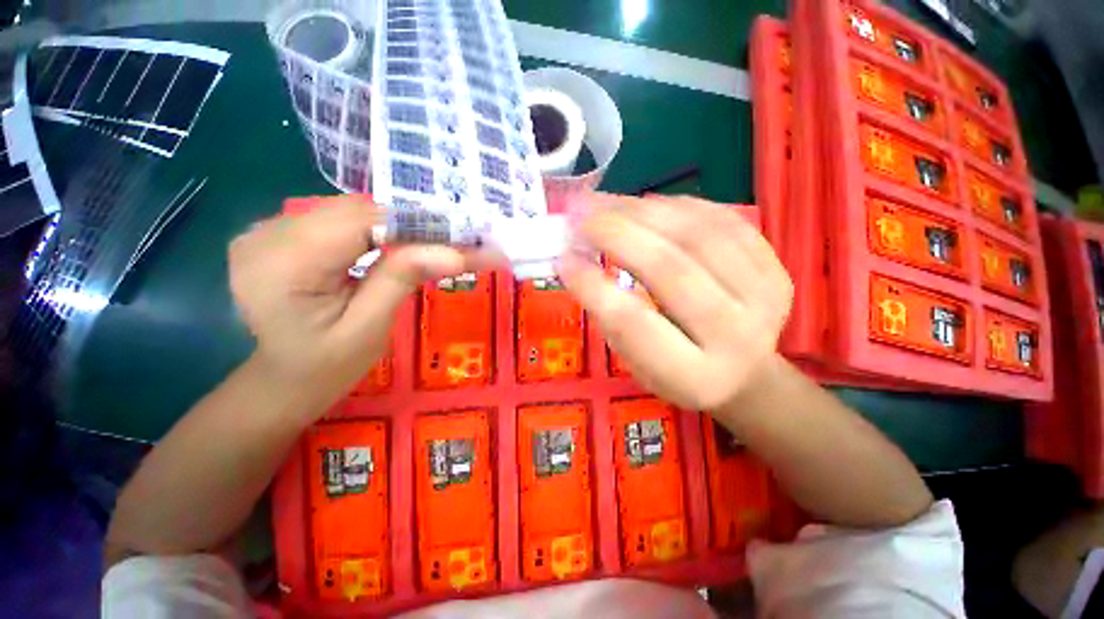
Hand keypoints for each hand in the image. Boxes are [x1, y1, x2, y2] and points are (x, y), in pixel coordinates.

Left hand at [229, 196, 483, 406]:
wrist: (286, 380)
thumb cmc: (328, 365)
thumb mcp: (370, 327)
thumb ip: (403, 280)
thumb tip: (455, 252)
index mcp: (283, 265)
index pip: (358, 221)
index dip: (412, 222)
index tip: (458, 234)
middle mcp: (266, 236)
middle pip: (353, 210)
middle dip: (408, 223)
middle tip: (451, 241)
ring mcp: (267, 231)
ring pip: (348, 210)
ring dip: (393, 225)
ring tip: (429, 244)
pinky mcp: (278, 234)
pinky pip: (336, 219)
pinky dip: (372, 229)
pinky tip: (392, 245)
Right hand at [557, 195, 792, 411]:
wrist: (746, 373)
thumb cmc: (677, 374)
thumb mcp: (636, 363)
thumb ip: (610, 317)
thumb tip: (576, 259)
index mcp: (694, 376)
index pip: (634, 323)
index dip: (593, 286)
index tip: (564, 259)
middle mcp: (737, 337)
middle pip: (670, 269)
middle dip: (617, 235)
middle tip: (580, 216)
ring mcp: (766, 296)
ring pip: (697, 235)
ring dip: (642, 211)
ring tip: (605, 204)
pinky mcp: (776, 267)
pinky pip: (722, 220)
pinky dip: (676, 207)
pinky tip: (645, 205)